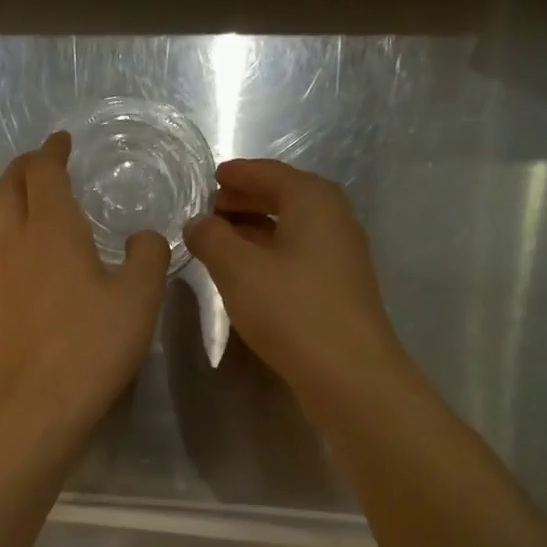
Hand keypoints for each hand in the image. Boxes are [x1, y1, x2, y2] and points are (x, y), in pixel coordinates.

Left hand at [0, 131, 168, 441]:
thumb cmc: (93, 343)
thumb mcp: (140, 296)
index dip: (52, 151)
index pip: (44, 173)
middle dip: (24, 166)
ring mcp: (4, 273)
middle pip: (9, 187)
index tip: (62, 140)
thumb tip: (144, 236)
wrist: (41, 400)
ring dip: (10, 196)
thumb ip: (148, 255)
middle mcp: (20, 242)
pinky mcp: (1, 302)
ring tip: (30, 196)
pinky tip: (26, 247)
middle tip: (43, 160)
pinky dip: (8, 229)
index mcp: (54, 228)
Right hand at [185, 158, 408, 414]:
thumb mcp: (238, 270)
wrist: (348, 373)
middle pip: (286, 198)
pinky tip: (248, 274)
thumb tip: (198, 223)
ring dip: (257, 230)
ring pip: (292, 230)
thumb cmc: (291, 310)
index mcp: (313, 201)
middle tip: (211, 209)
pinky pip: (299, 256)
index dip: (239, 174)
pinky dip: (271, 254)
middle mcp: (334, 220)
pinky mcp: (339, 289)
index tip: (213, 177)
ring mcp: (341, 256)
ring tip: (221, 241)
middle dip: (247, 200)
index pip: (271, 173)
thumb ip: (212, 239)